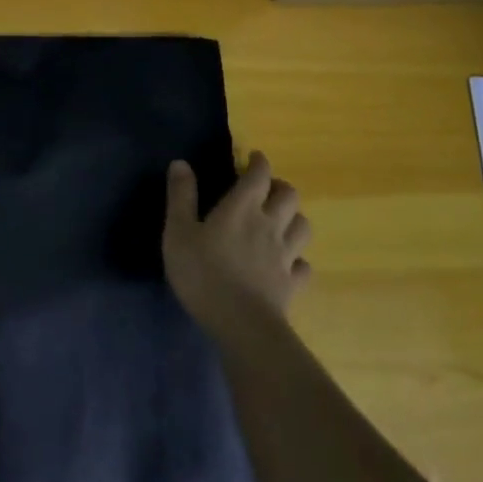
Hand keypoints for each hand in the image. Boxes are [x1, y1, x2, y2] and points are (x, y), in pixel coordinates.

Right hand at [162, 152, 312, 344]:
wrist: (240, 323)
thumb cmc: (203, 273)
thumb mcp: (179, 232)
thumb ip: (181, 196)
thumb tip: (181, 163)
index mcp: (242, 208)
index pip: (259, 175)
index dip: (259, 162)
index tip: (254, 157)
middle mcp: (269, 225)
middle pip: (289, 196)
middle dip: (280, 187)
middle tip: (266, 189)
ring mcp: (285, 255)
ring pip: (302, 226)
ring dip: (293, 218)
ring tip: (281, 221)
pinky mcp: (291, 283)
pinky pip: (304, 266)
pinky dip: (298, 260)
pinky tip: (287, 263)